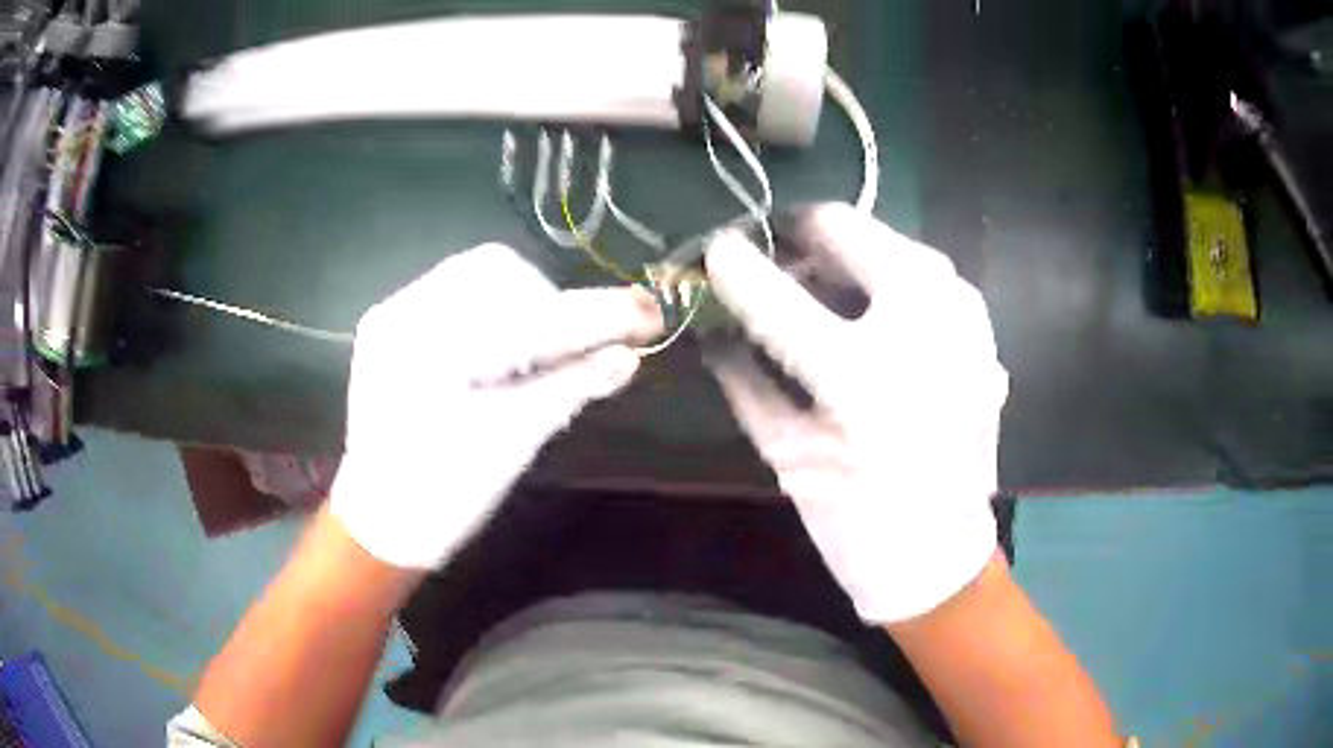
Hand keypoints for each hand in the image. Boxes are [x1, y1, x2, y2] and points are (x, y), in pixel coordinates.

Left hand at [330, 244, 662, 569]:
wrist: (381, 522)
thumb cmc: (446, 495)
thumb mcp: (513, 442)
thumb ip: (571, 386)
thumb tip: (630, 355)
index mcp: (433, 350)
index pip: (531, 316)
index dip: (595, 315)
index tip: (648, 315)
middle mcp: (404, 314)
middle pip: (498, 270)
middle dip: (548, 302)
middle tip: (572, 345)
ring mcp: (391, 315)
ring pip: (474, 275)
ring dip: (520, 302)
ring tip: (532, 351)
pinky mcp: (388, 326)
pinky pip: (451, 292)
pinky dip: (489, 311)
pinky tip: (497, 349)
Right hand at [704, 203, 1008, 622]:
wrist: (942, 556)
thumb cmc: (855, 523)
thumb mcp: (784, 453)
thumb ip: (744, 376)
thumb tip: (712, 323)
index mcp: (859, 375)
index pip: (774, 291)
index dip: (733, 263)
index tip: (711, 250)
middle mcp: (922, 324)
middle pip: (843, 228)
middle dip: (794, 239)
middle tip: (768, 263)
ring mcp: (963, 315)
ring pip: (886, 239)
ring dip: (840, 254)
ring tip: (812, 286)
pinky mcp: (981, 325)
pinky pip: (922, 271)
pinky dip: (884, 276)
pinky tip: (867, 311)